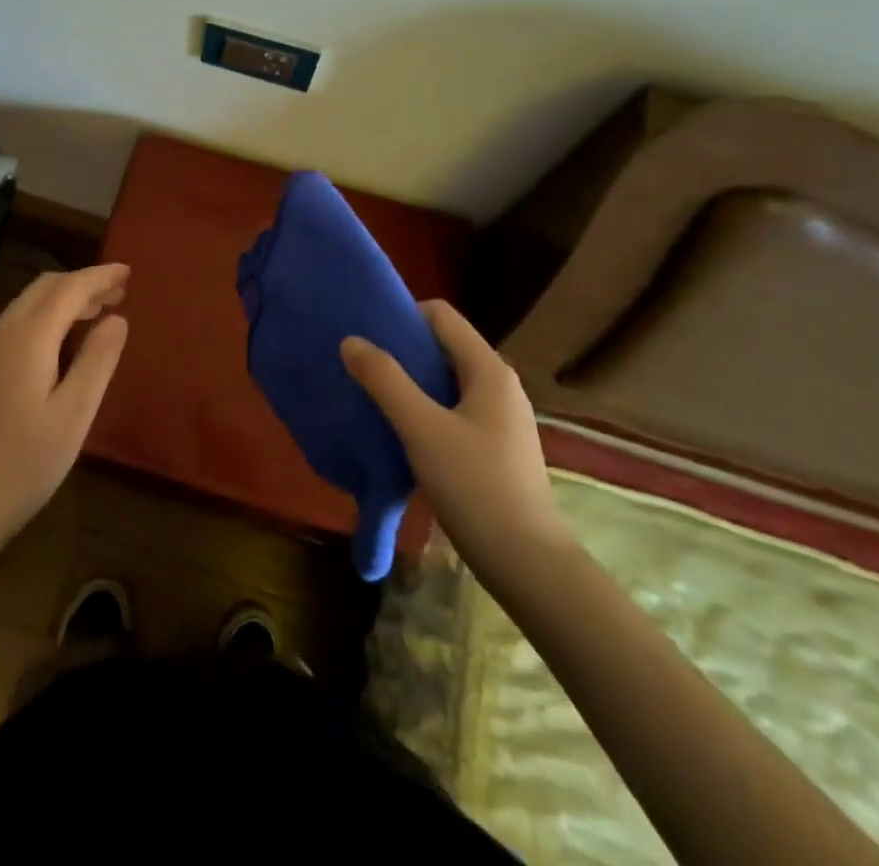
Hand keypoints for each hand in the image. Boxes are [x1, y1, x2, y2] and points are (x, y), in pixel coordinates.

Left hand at [0, 264, 129, 572]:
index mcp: (28, 339)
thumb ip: (97, 361)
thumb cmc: (25, 464)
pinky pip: (19, 324)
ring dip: (64, 299)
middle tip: (119, 292)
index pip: (68, 289)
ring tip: (99, 312)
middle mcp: (3, 334)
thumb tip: (117, 318)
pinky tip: (64, 341)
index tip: (128, 271)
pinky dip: (48, 317)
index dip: (99, 276)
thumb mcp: (74, 415)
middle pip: (45, 288)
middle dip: (82, 282)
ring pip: (29, 304)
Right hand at [340, 300, 569, 589]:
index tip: (366, 335)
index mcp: (488, 369)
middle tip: (361, 366)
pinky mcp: (495, 446)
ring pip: (446, 380)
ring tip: (373, 397)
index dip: (402, 316)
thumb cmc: (475, 487)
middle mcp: (499, 383)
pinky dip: (425, 409)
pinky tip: (401, 432)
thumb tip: (351, 340)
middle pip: (442, 346)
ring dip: (410, 382)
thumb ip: (385, 381)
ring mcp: (501, 416)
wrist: (528, 564)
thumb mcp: (421, 429)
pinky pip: (453, 409)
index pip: (440, 315)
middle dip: (402, 350)